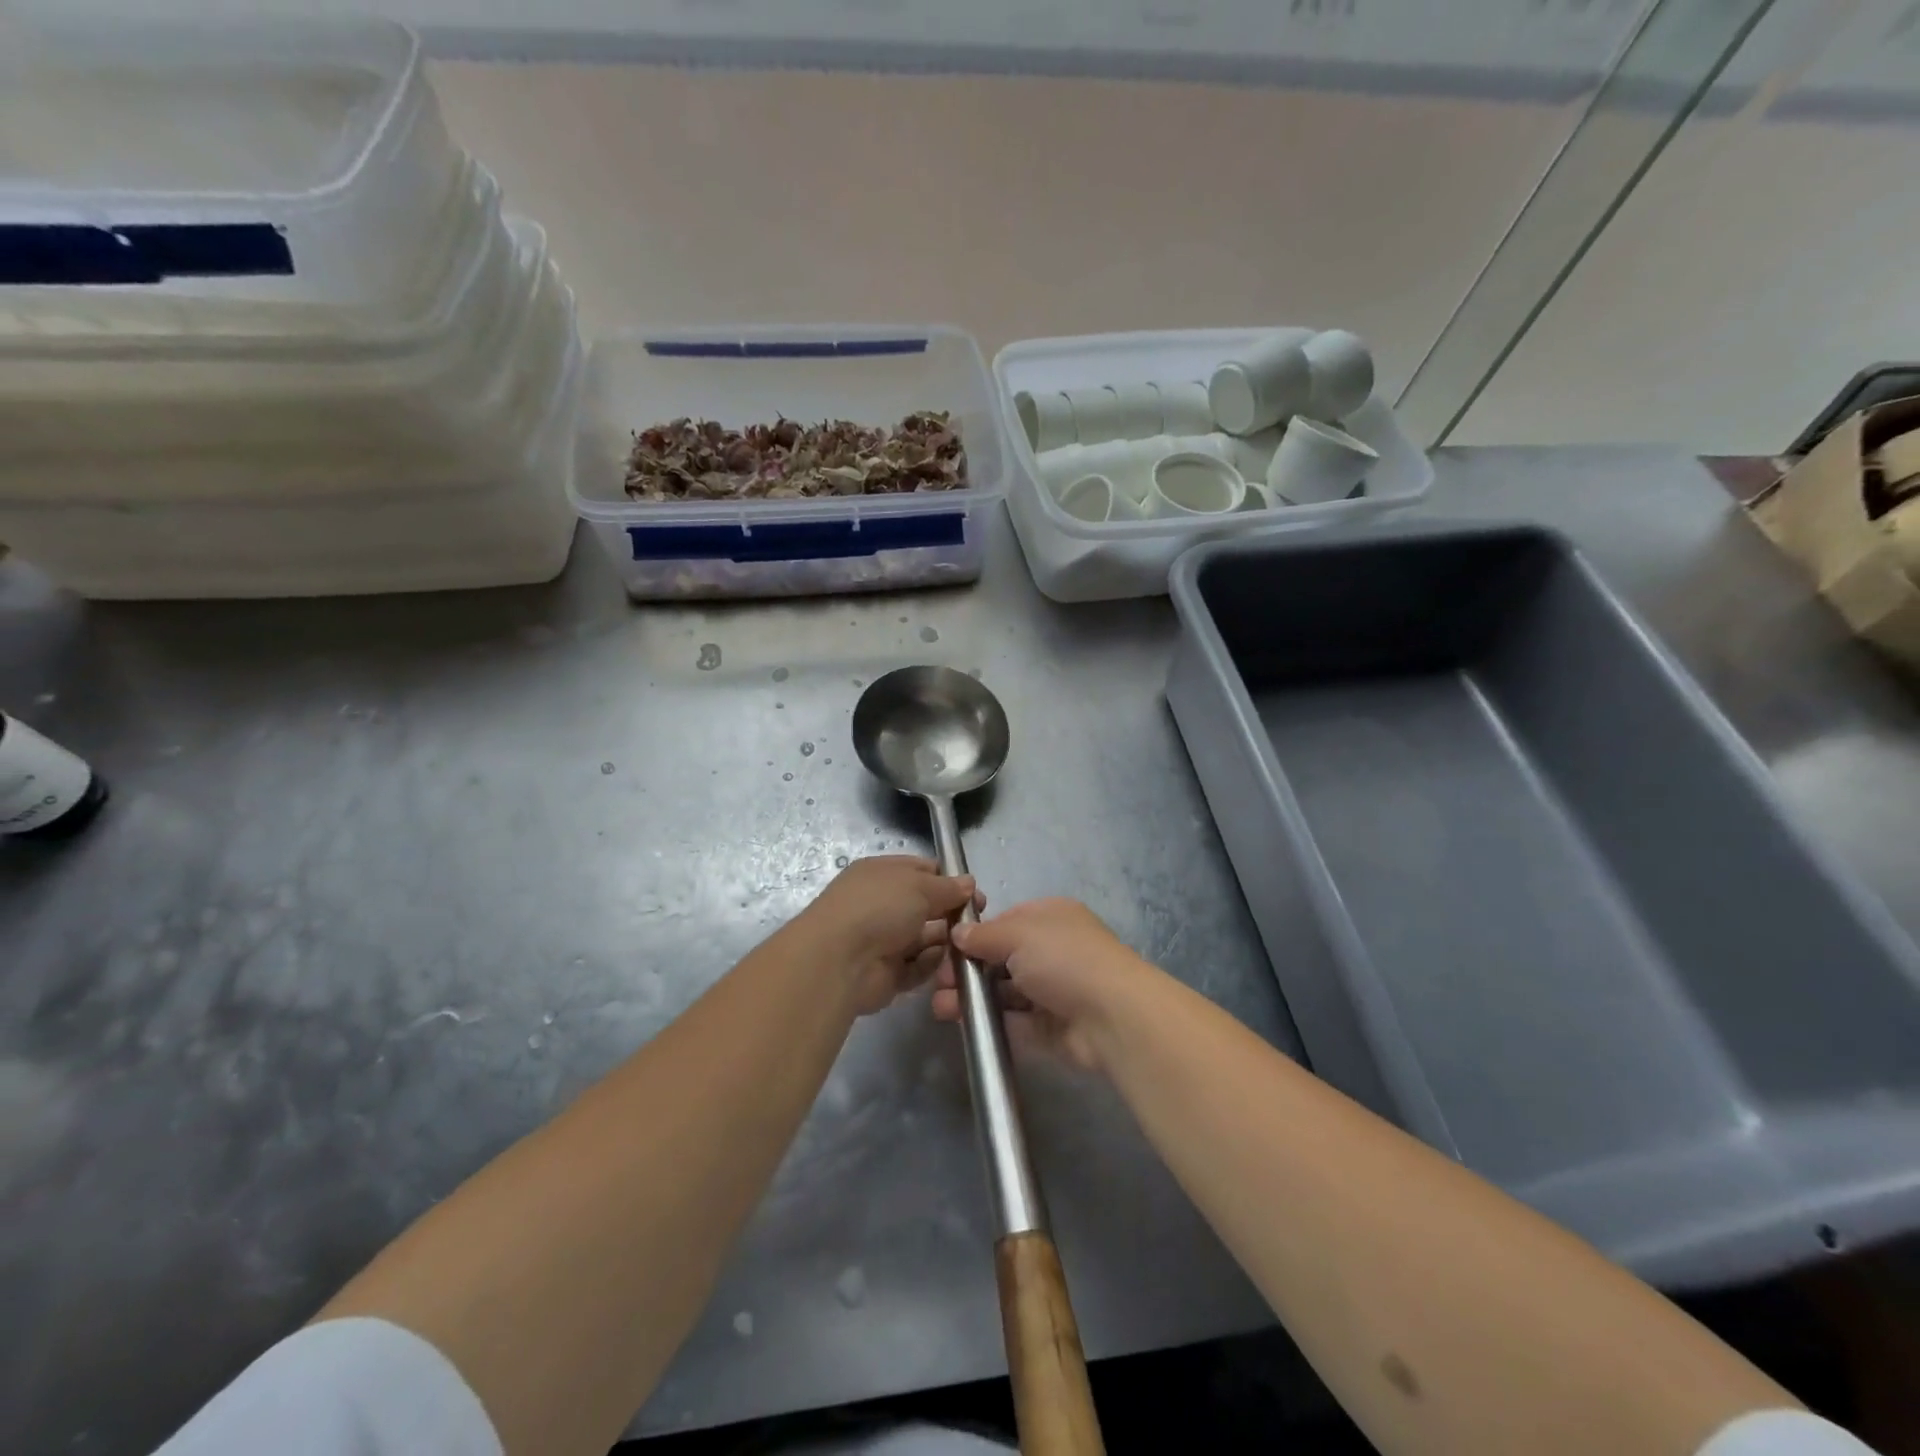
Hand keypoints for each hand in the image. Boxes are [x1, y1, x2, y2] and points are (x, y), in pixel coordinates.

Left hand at [796, 856, 979, 1015]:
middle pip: (926, 906)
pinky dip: (931, 964)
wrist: (839, 961)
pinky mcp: (887, 973)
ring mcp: (883, 940)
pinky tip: (945, 962)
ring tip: (967, 943)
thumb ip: (948, 886)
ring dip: (945, 940)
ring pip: (924, 938)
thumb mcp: (919, 885)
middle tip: (978, 920)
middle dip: (952, 912)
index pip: (921, 871)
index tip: (974, 892)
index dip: (949, 879)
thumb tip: (969, 884)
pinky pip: (917, 966)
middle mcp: (881, 905)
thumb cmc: (878, 908)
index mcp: (882, 874)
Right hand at [934, 898, 1157, 1069]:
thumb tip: (958, 933)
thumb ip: (984, 935)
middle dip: (969, 969)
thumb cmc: (1063, 958)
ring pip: (1005, 992)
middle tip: (939, 982)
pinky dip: (991, 1022)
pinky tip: (964, 1024)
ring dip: (974, 998)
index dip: (975, 934)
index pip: (1006, 921)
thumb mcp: (1018, 933)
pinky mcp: (1052, 1028)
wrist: (1112, 1016)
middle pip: (1002, 958)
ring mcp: (1054, 990)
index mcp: (1051, 917)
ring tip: (942, 1007)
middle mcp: (1053, 950)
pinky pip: (1016, 1022)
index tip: (946, 948)